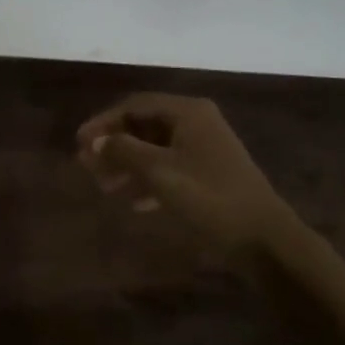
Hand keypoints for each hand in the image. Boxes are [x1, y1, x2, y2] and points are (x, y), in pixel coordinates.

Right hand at [76, 94, 296, 256]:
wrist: (265, 239)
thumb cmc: (210, 197)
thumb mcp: (160, 172)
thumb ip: (124, 151)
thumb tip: (94, 142)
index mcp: (188, 112)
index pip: (135, 105)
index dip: (104, 122)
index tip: (79, 143)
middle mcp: (197, 122)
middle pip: (145, 125)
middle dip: (115, 145)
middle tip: (87, 167)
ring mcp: (206, 149)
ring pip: (156, 149)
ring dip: (129, 165)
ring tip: (105, 187)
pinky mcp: (211, 175)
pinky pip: (171, 168)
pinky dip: (150, 181)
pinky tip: (135, 204)